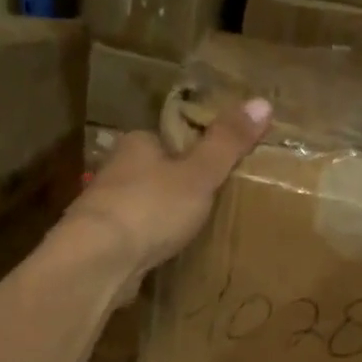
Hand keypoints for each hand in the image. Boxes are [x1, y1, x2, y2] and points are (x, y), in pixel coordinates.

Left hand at [58, 98, 272, 294]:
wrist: (97, 261)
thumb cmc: (151, 208)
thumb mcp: (199, 173)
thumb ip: (227, 142)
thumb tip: (263, 101)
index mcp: (136, 144)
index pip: (166, 139)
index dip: (190, 151)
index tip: (213, 167)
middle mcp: (114, 171)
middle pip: (152, 173)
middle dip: (174, 187)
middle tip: (208, 203)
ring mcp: (104, 209)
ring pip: (140, 206)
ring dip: (159, 216)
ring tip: (190, 231)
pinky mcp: (100, 244)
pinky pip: (132, 237)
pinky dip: (147, 243)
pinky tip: (163, 255)